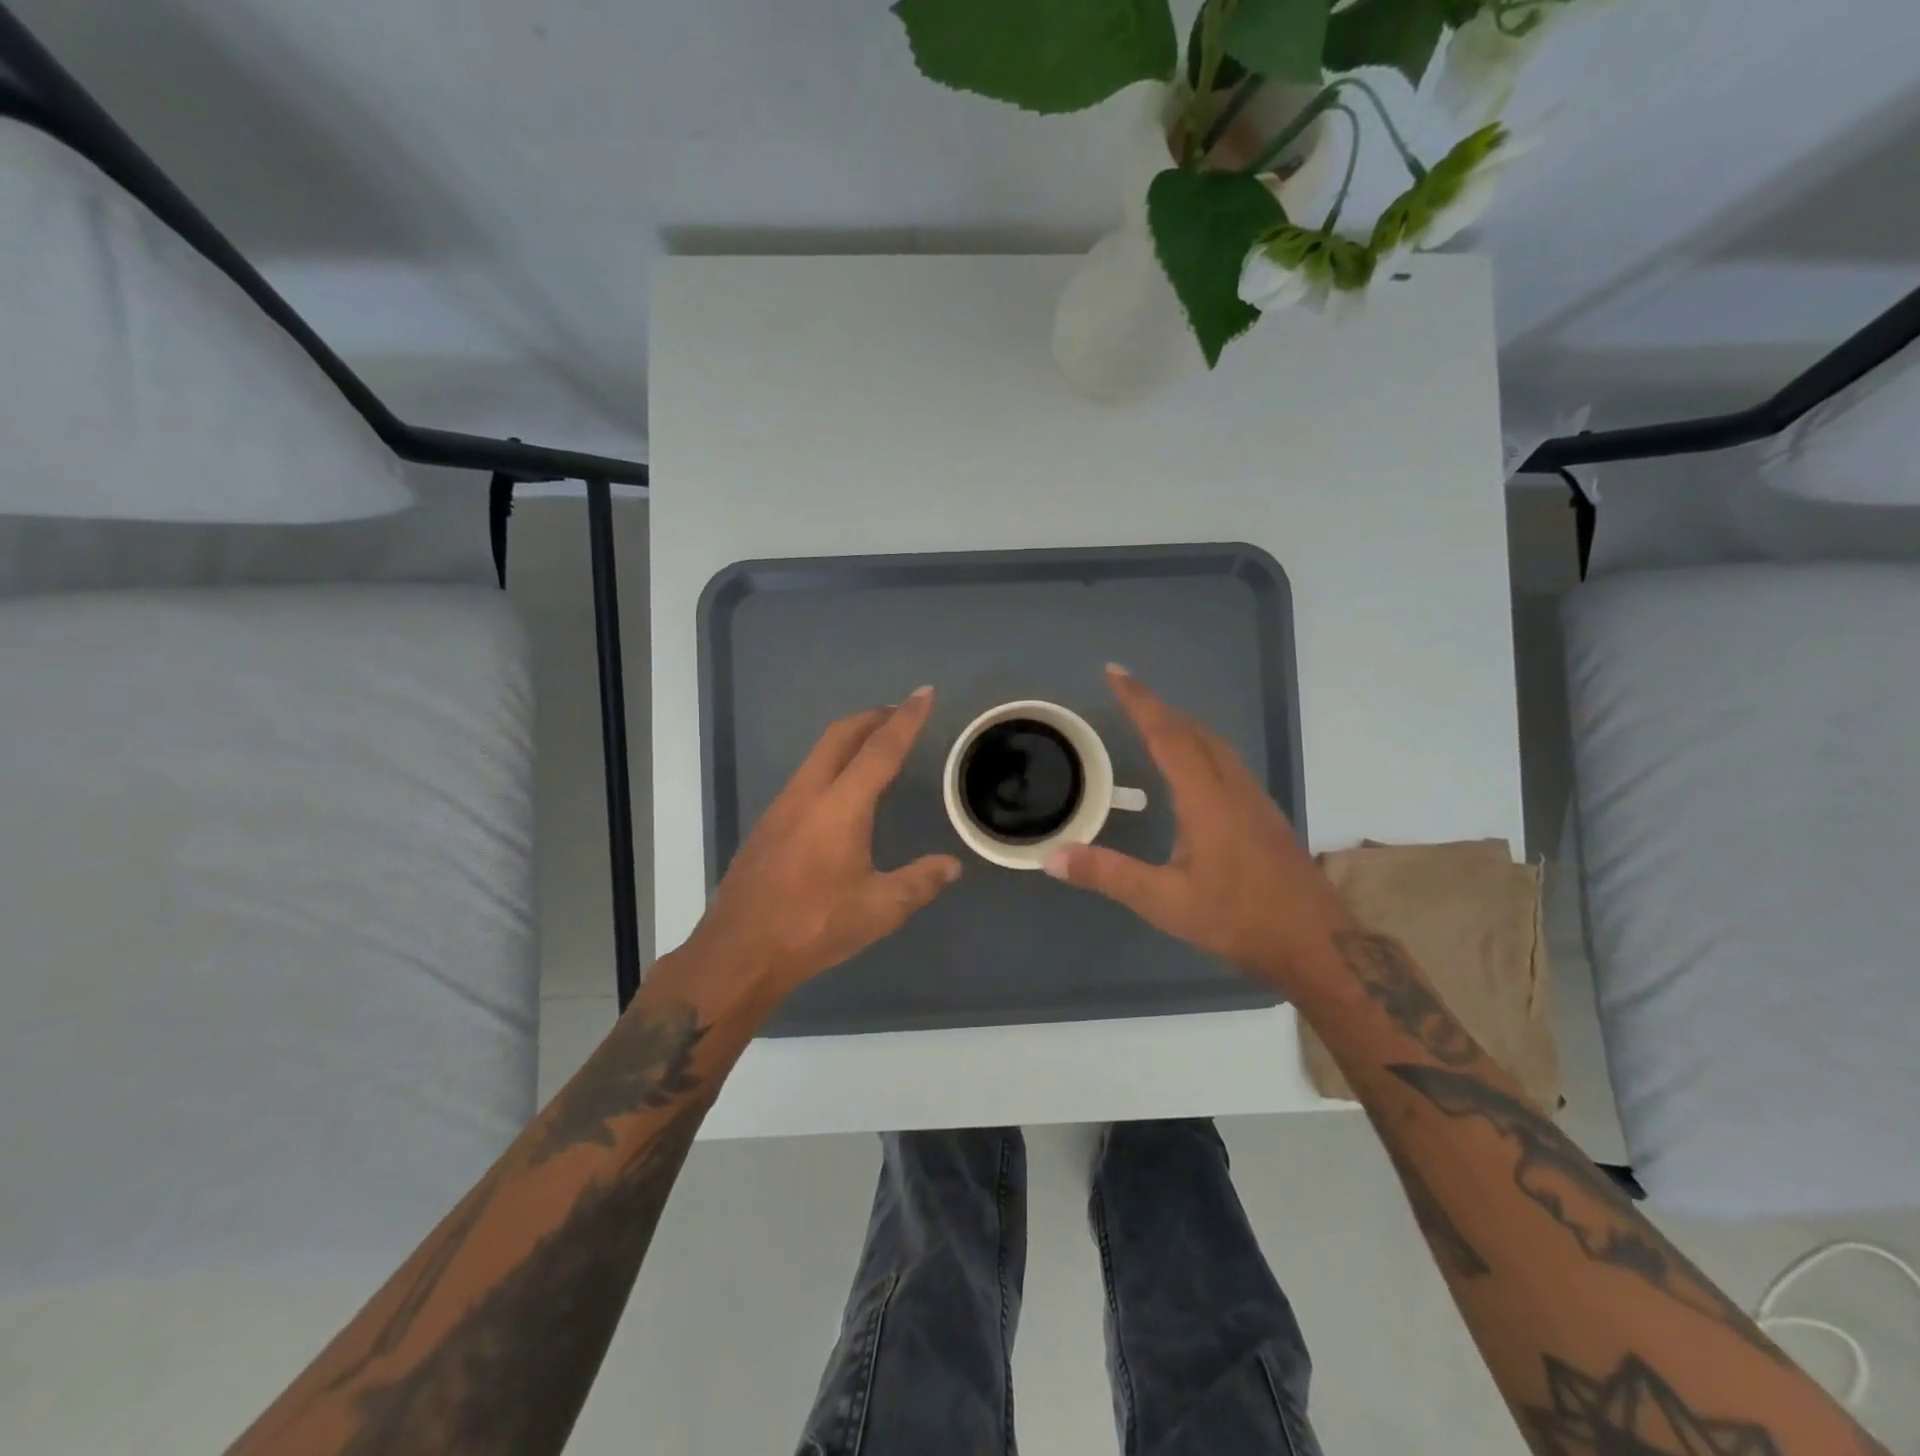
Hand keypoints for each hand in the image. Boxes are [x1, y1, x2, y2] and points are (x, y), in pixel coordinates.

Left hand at [682, 687, 961, 1007]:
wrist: (738, 952)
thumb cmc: (813, 927)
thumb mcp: (878, 910)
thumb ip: (919, 882)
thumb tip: (952, 865)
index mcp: (840, 807)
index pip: (880, 750)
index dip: (906, 719)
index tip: (924, 693)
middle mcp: (807, 794)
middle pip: (840, 736)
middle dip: (873, 717)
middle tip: (900, 713)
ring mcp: (780, 807)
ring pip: (817, 754)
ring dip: (849, 740)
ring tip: (876, 748)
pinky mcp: (766, 825)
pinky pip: (805, 777)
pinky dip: (831, 765)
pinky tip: (841, 793)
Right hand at [1044, 666, 1348, 987]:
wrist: (1317, 944)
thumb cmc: (1239, 920)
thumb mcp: (1164, 902)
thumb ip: (1108, 874)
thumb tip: (1051, 856)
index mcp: (1207, 798)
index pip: (1168, 734)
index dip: (1139, 700)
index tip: (1115, 672)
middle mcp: (1233, 787)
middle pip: (1193, 731)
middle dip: (1158, 707)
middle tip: (1126, 694)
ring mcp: (1255, 800)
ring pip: (1215, 745)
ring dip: (1181, 725)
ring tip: (1153, 722)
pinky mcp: (1265, 816)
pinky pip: (1227, 762)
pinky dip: (1200, 747)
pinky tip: (1192, 771)